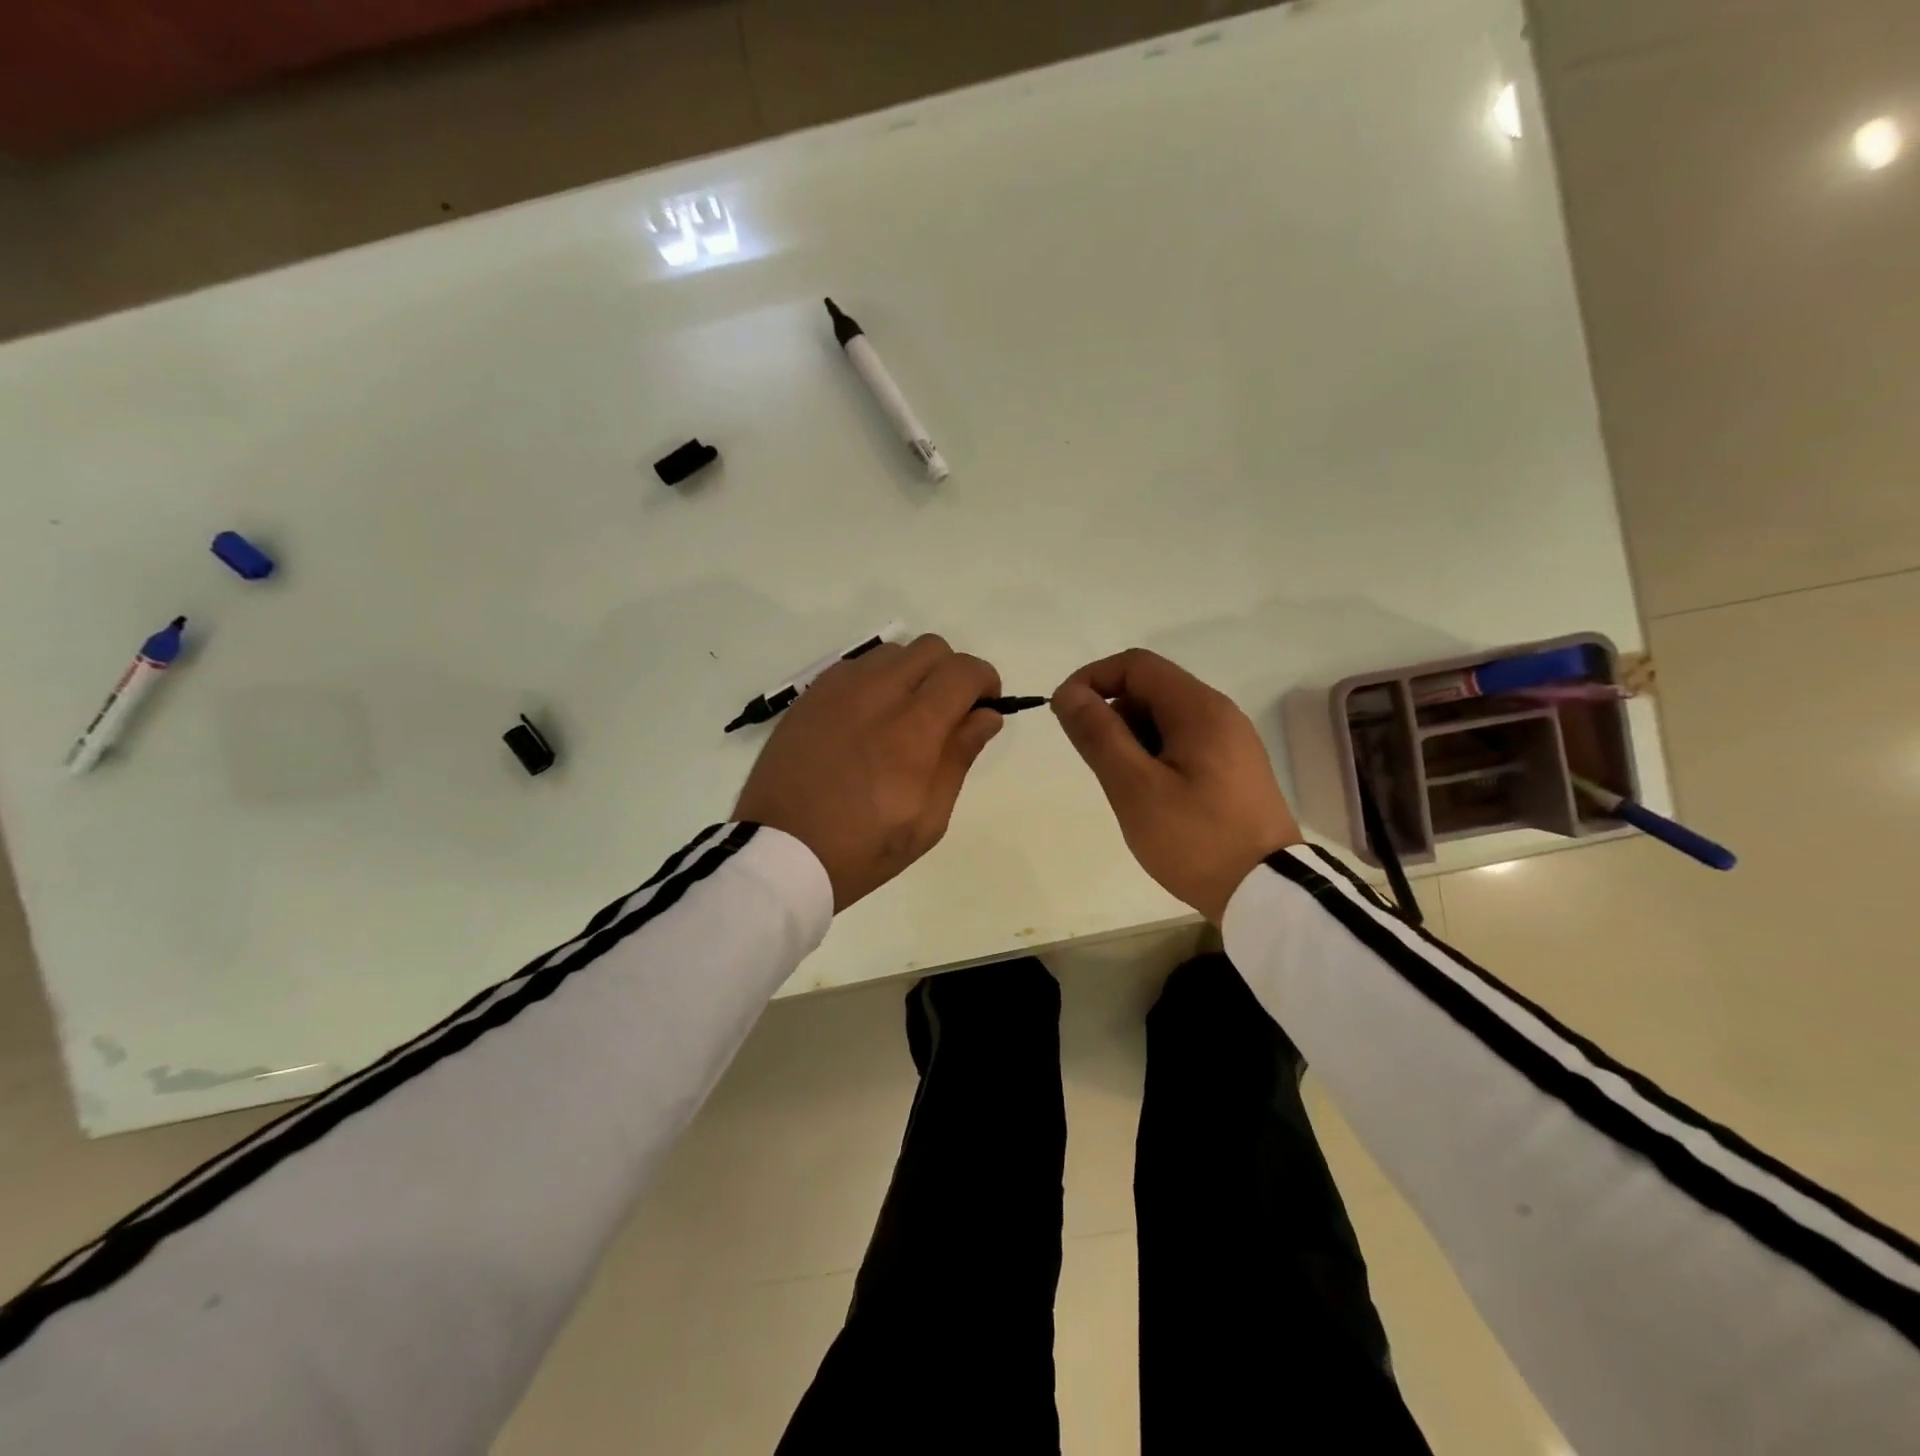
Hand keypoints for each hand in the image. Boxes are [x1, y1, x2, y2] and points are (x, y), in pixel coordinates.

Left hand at [735, 635, 1002, 910]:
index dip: (985, 682)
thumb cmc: (861, 850)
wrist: (777, 854)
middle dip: (951, 673)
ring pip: (892, 652)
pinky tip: (867, 722)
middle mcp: (875, 694)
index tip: (984, 709)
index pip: (963, 671)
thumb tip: (986, 715)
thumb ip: (959, 758)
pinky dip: (876, 681)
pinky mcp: (810, 696)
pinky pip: (856, 667)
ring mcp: (837, 690)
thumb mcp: (926, 821)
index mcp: (911, 730)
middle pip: (931, 648)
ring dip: (912, 674)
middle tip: (947, 715)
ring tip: (903, 719)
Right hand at [1051, 649, 1301, 923]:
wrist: (1268, 894)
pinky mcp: (1232, 770)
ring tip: (1126, 790)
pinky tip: (1151, 799)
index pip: (1135, 665)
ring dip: (1131, 741)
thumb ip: (1099, 735)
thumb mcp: (1135, 788)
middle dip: (1112, 716)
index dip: (1092, 679)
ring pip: (1164, 720)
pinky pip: (1182, 745)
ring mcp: (1230, 743)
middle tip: (1099, 766)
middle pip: (1150, 690)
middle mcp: (1219, 714)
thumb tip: (1068, 694)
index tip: (1065, 714)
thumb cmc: (1196, 839)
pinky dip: (1153, 758)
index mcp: (1199, 709)